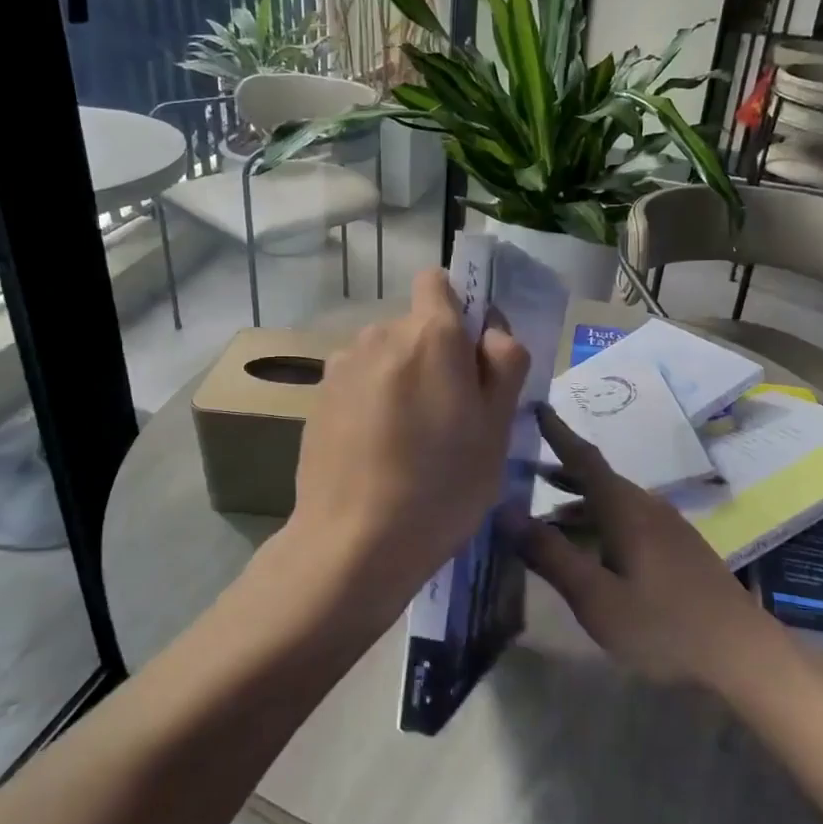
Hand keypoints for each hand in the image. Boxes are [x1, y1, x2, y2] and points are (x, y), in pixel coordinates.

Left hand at [282, 268, 530, 639]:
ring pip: (385, 355)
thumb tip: (491, 333)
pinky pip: (358, 382)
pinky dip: (371, 401)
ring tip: (408, 439)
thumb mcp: (497, 429)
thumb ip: (504, 365)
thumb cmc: (442, 487)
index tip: (470, 356)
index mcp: (431, 335)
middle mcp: (380, 335)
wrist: (354, 542)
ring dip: (400, 378)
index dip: (458, 310)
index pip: (438, 281)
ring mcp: (342, 366)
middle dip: (434, 355)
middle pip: (415, 326)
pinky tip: (375, 451)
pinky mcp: (318, 398)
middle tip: (449, 416)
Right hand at [513, 408, 778, 689]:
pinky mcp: (678, 549)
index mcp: (625, 509)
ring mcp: (667, 528)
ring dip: (578, 505)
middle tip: (523, 473)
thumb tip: (503, 511)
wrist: (741, 654)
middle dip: (561, 474)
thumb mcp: (595, 597)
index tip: (536, 408)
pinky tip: (590, 551)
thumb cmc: (663, 625)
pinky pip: (628, 521)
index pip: (584, 459)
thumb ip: (549, 554)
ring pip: (613, 504)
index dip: (558, 433)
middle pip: (598, 480)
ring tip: (546, 518)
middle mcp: (647, 508)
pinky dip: (598, 524)